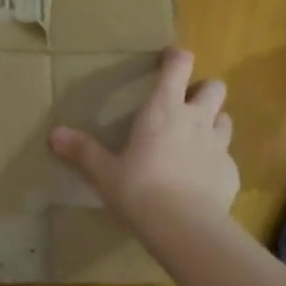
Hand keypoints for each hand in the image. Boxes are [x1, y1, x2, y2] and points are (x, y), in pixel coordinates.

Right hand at [49, 47, 236, 239]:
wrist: (184, 228)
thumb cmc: (139, 190)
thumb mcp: (104, 173)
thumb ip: (82, 151)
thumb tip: (54, 134)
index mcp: (163, 110)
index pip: (179, 66)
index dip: (175, 57)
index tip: (168, 58)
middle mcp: (196, 119)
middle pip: (214, 87)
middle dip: (202, 90)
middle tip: (184, 105)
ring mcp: (219, 145)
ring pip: (225, 119)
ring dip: (213, 122)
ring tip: (194, 139)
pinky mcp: (231, 172)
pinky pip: (226, 157)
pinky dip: (215, 161)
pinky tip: (200, 178)